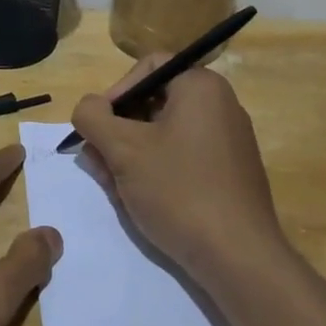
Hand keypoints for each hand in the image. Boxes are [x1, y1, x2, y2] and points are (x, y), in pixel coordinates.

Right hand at [71, 57, 287, 285]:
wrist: (238, 257)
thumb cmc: (178, 189)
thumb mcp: (122, 149)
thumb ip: (92, 117)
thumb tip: (87, 108)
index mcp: (201, 86)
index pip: (147, 68)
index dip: (114, 93)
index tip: (97, 127)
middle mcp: (220, 106)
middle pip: (152, 103)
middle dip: (117, 131)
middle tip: (97, 161)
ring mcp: (227, 142)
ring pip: (163, 135)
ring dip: (129, 155)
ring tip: (111, 186)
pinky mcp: (228, 174)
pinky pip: (181, 158)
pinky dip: (154, 171)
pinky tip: (137, 199)